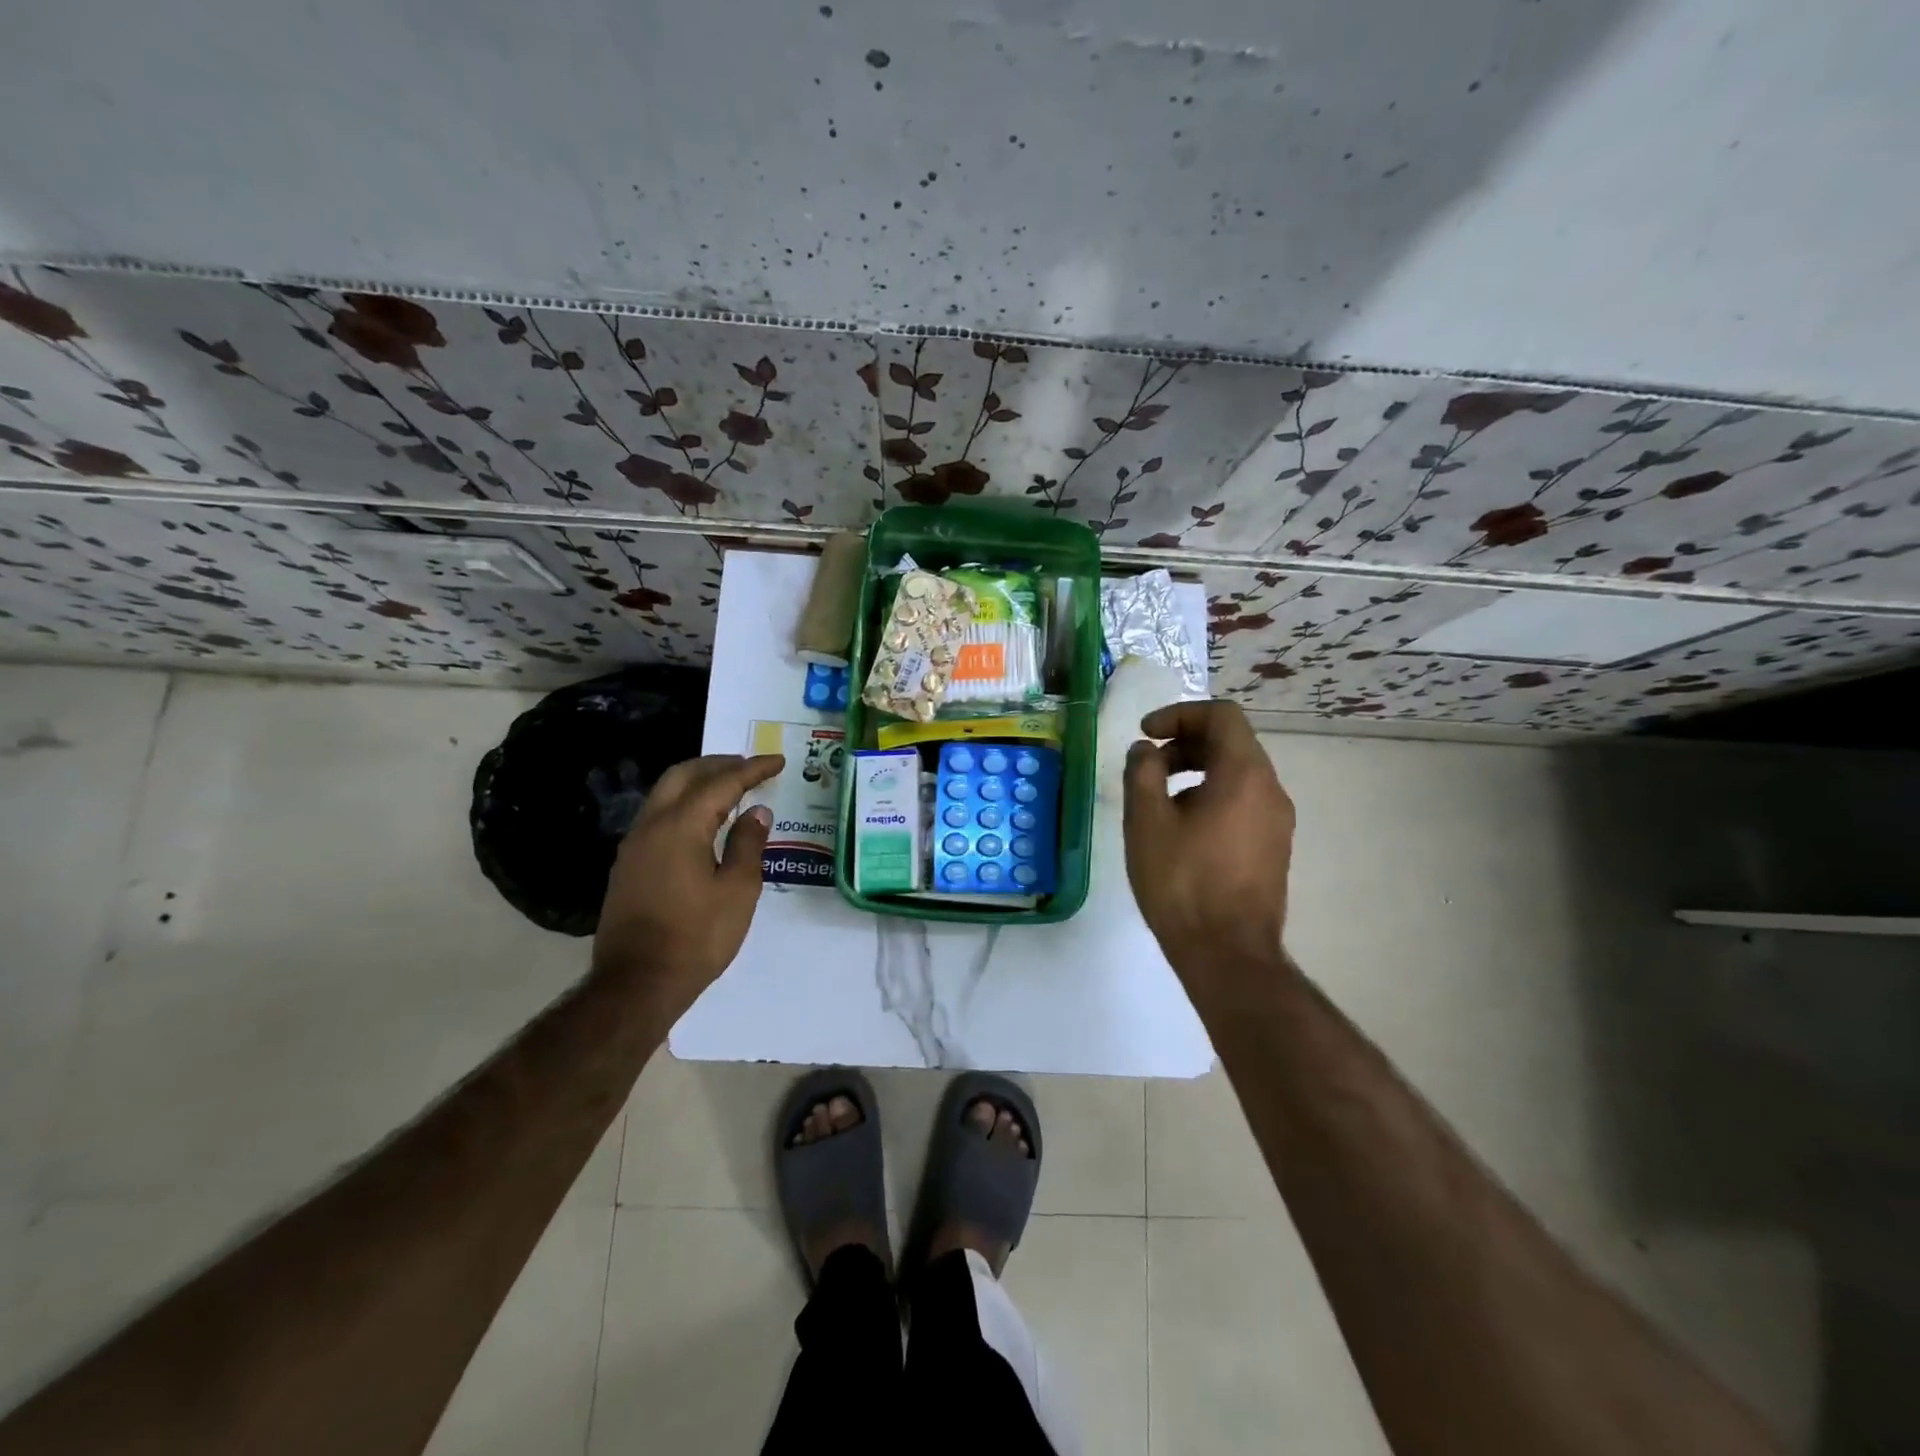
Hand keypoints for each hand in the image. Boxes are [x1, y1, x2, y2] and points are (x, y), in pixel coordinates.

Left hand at [593, 753, 783, 1011]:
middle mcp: (651, 825)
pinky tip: (703, 823)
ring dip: (698, 782)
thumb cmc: (696, 937)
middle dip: (718, 764)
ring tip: (729, 789)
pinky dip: (684, 805)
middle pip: (683, 775)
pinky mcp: (628, 866)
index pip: (721, 783)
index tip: (777, 761)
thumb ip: (747, 844)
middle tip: (749, 767)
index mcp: (681, 826)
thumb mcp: (737, 891)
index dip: (752, 769)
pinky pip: (658, 817)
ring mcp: (634, 846)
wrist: (637, 984)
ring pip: (665, 794)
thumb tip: (755, 813)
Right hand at [1122, 700, 1295, 979]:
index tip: (1146, 735)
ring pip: (1237, 773)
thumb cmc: (1182, 882)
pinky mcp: (1273, 847)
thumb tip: (1146, 750)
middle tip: (1147, 767)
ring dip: (1196, 770)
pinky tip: (1182, 829)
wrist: (1228, 954)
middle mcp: (1270, 789)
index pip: (1221, 716)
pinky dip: (1212, 795)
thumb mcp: (1147, 821)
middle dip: (1185, 743)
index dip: (1179, 714)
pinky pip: (1243, 801)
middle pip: (1231, 741)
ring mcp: (1277, 820)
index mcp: (1244, 774)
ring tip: (1159, 800)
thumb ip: (1142, 772)